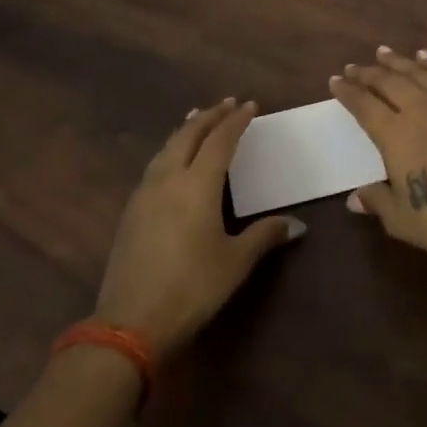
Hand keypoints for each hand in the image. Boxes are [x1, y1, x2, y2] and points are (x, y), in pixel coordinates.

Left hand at [94, 98, 304, 354]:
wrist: (130, 322)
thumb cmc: (192, 287)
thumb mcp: (235, 262)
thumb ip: (264, 236)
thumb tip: (296, 224)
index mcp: (198, 184)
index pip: (220, 140)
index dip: (236, 121)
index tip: (250, 106)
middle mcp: (169, 179)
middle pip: (189, 135)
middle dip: (209, 116)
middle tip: (227, 103)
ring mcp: (145, 194)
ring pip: (167, 147)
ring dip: (186, 130)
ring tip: (198, 119)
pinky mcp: (131, 211)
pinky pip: (155, 165)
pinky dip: (170, 149)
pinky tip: (173, 159)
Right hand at [330, 48, 426, 268]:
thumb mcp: (401, 220)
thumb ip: (376, 201)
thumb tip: (354, 197)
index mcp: (395, 136)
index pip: (364, 106)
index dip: (348, 92)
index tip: (335, 81)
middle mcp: (419, 111)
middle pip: (388, 83)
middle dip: (367, 73)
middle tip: (353, 67)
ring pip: (416, 74)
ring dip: (396, 61)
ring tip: (382, 52)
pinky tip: (424, 58)